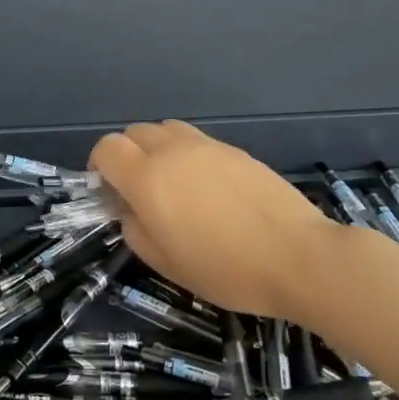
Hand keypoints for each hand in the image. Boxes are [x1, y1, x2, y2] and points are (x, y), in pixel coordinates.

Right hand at [90, 121, 341, 318]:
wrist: (298, 257)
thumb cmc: (227, 269)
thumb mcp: (168, 264)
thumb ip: (136, 231)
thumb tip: (130, 211)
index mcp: (148, 178)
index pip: (107, 148)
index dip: (99, 167)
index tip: (109, 193)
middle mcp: (172, 151)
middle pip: (134, 132)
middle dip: (126, 155)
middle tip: (138, 191)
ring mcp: (207, 146)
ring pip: (165, 130)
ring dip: (156, 149)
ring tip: (171, 183)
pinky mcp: (235, 150)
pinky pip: (196, 141)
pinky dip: (186, 154)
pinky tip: (206, 188)